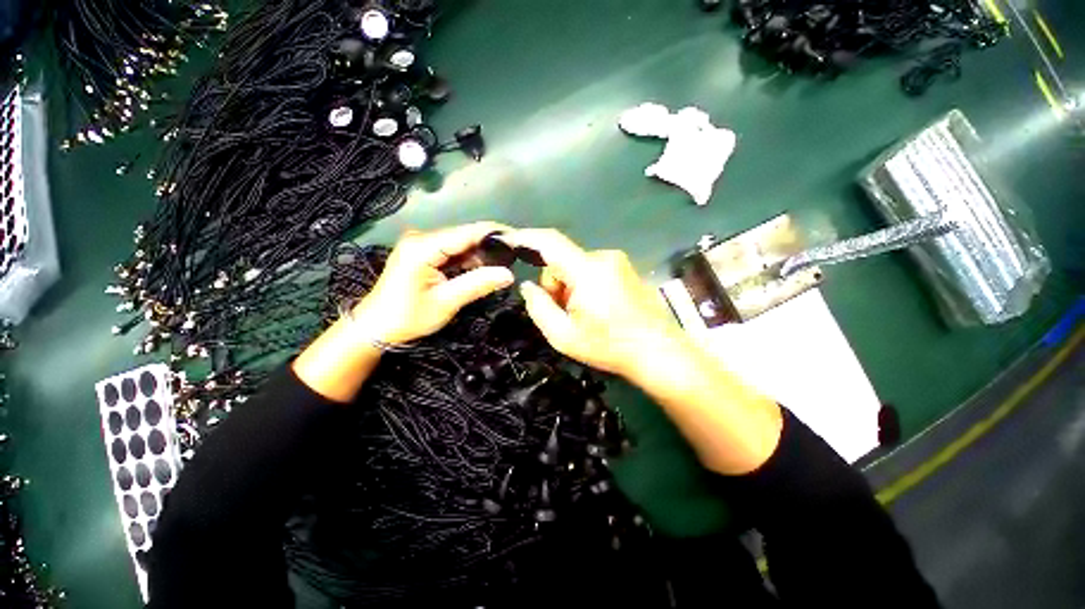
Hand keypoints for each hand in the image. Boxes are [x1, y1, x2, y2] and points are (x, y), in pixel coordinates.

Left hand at [353, 222, 514, 343]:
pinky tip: (484, 270)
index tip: (520, 238)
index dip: (495, 234)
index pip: (467, 233)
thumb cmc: (408, 317)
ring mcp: (422, 245)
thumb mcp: (446, 302)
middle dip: (490, 246)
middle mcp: (422, 238)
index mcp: (423, 247)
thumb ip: (478, 284)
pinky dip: (469, 262)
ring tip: (504, 265)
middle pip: (465, 236)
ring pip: (461, 245)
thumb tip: (509, 275)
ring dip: (481, 256)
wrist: (376, 327)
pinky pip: (452, 253)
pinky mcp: (423, 253)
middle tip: (515, 258)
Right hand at [505, 229, 682, 378]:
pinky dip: (585, 286)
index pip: (550, 242)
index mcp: (587, 271)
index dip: (526, 237)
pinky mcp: (626, 269)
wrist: (659, 352)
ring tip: (584, 315)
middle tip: (563, 313)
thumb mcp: (564, 336)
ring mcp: (618, 262)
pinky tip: (599, 309)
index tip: (509, 240)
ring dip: (571, 287)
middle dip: (555, 285)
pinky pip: (593, 271)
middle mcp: (604, 258)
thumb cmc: (610, 346)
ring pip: (577, 267)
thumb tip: (528, 286)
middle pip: (562, 261)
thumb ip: (539, 308)